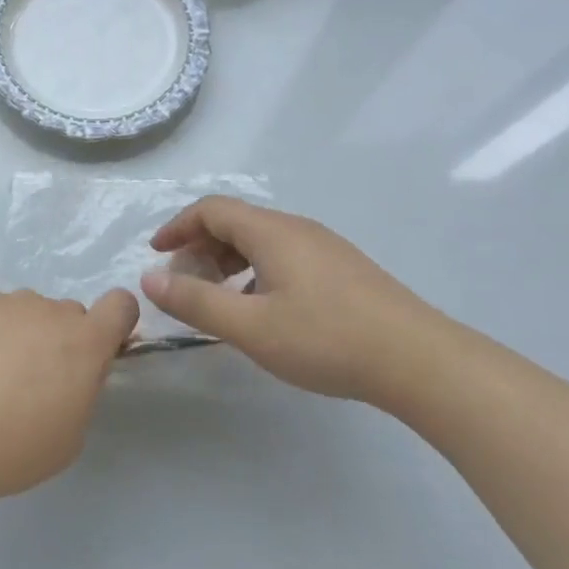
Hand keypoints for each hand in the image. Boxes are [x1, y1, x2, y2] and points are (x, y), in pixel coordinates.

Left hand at [0, 286, 139, 504]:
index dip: (116, 323)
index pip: (121, 305)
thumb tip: (75, 372)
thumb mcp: (70, 436)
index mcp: (84, 343)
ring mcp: (6, 300)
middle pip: (67, 314)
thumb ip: (83, 391)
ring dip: (20, 332)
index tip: (100, 349)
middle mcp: (50, 310)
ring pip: (25, 310)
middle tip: (31, 380)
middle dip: (60, 340)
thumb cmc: (11, 450)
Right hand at [140, 196, 453, 411]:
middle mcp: (296, 228)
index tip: (156, 254)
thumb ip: (196, 302)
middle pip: (235, 222)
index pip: (211, 209)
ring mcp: (323, 246)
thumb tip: (150, 278)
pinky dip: (256, 271)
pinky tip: (262, 308)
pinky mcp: (342, 268)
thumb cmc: (326, 339)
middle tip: (183, 283)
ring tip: (217, 298)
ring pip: (261, 240)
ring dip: (228, 260)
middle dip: (200, 246)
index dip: (177, 226)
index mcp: (271, 231)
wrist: (418, 359)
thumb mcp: (250, 327)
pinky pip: (284, 255)